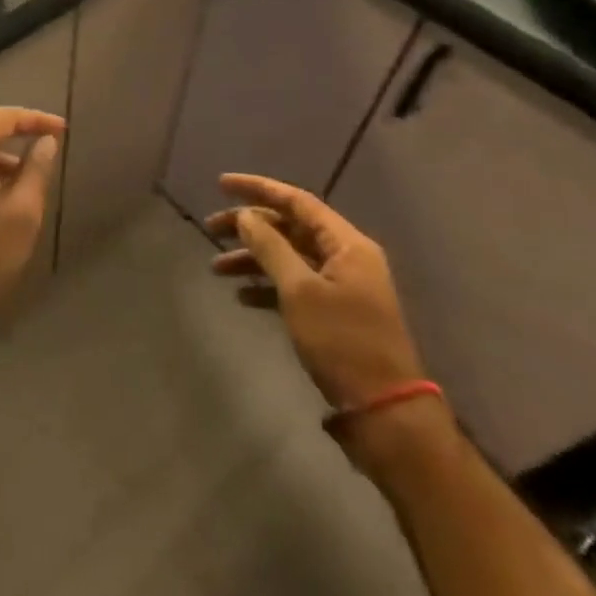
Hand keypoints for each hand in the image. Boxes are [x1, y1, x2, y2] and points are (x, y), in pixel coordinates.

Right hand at [206, 174, 424, 413]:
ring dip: (253, 258)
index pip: (297, 201)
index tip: (221, 185)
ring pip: (289, 257)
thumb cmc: (342, 341)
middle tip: (210, 228)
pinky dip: (267, 285)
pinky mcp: (335, 312)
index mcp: (346, 244)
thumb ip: (270, 246)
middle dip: (249, 226)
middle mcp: (346, 257)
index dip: (257, 188)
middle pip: (290, 228)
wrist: (384, 411)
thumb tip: (245, 215)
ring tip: (216, 268)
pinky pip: (294, 285)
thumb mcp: (299, 290)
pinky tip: (242, 296)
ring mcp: (341, 285)